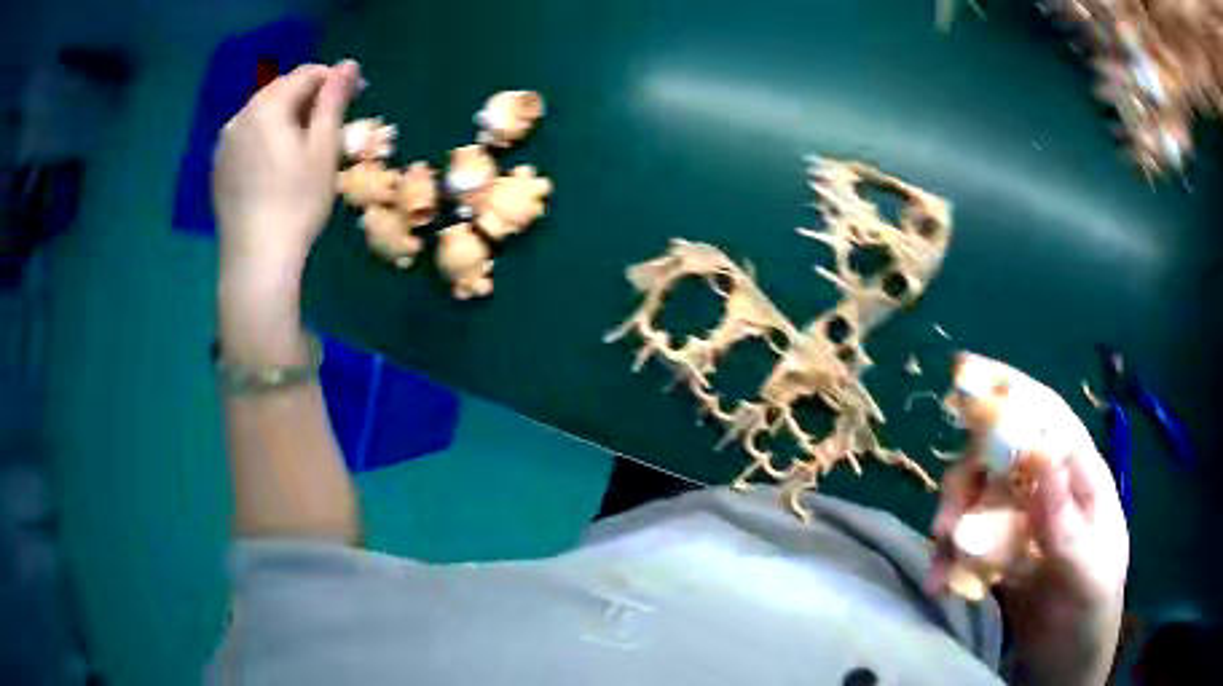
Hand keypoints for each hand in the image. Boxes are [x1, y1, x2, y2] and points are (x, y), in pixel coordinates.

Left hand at [212, 61, 359, 362]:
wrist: (255, 260)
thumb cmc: (297, 203)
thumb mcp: (323, 148)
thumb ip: (333, 101)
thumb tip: (348, 64)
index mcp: (267, 107)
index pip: (305, 75)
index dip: (332, 81)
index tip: (352, 100)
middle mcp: (240, 117)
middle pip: (280, 91)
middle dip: (307, 99)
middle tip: (328, 126)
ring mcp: (224, 144)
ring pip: (261, 114)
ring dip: (285, 118)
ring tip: (302, 146)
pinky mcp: (218, 168)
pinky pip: (246, 138)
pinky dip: (265, 138)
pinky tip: (275, 165)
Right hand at [929, 390, 1128, 684]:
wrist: (1068, 664)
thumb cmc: (1091, 612)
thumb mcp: (1086, 569)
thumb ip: (1064, 518)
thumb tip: (1038, 449)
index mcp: (1081, 478)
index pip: (1047, 419)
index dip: (1011, 391)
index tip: (966, 372)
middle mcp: (1049, 490)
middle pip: (1001, 459)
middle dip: (967, 482)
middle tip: (944, 525)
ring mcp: (1022, 524)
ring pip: (978, 500)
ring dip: (952, 526)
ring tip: (940, 568)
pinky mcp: (1000, 556)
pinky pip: (967, 544)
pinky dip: (948, 560)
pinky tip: (941, 584)